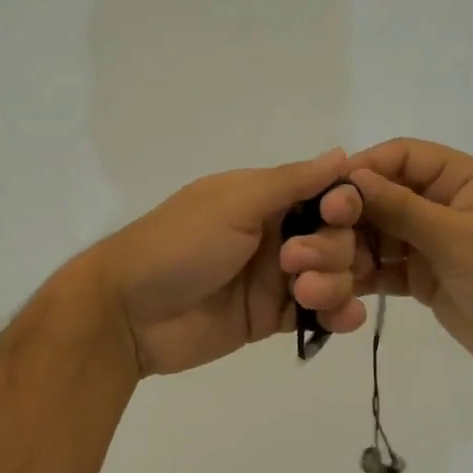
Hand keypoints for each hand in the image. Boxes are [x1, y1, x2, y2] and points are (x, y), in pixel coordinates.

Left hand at [92, 149, 370, 376]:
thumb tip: (342, 154)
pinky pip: (319, 313)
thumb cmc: (179, 245)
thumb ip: (291, 182)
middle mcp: (275, 233)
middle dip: (332, 249)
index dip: (344, 204)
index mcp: (264, 198)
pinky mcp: (272, 318)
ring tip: (305, 295)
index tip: (340, 214)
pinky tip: (342, 319)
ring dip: (335, 283)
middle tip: (294, 263)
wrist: (129, 314)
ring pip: (335, 276)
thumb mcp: (233, 202)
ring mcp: (275, 278)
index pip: (326, 194)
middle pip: (337, 237)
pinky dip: (338, 314)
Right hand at [347, 138, 472, 382]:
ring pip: (377, 234)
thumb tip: (352, 178)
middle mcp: (439, 204)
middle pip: (382, 196)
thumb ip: (403, 208)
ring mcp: (428, 242)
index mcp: (458, 179)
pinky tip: (339, 287)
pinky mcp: (420, 277)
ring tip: (323, 268)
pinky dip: (362, 275)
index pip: (401, 157)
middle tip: (317, 237)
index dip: (364, 168)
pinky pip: (382, 267)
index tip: (326, 191)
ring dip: (350, 248)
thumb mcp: (457, 236)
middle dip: (349, 215)